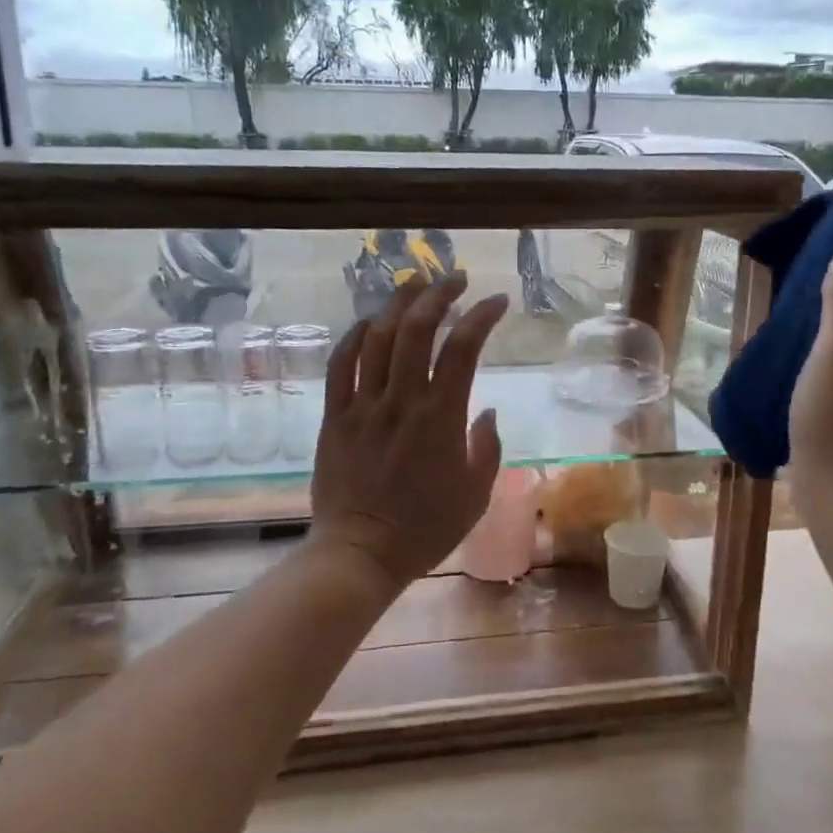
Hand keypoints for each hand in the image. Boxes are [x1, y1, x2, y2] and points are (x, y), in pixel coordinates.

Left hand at [311, 273, 508, 589]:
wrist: (361, 554)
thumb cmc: (426, 529)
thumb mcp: (476, 493)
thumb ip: (487, 448)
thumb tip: (486, 411)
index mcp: (440, 418)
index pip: (462, 348)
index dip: (481, 316)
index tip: (497, 301)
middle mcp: (401, 401)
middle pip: (416, 329)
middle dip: (438, 294)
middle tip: (454, 279)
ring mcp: (363, 405)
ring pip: (377, 338)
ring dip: (397, 304)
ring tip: (414, 285)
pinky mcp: (335, 416)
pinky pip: (341, 365)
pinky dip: (354, 337)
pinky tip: (368, 323)